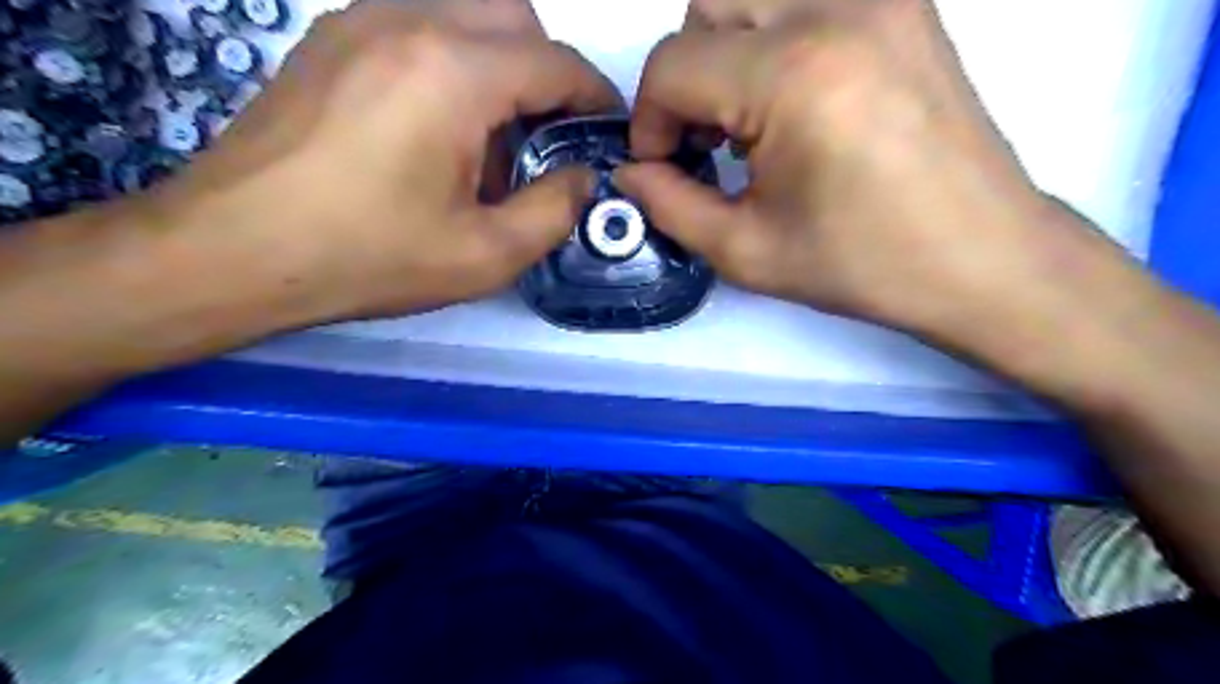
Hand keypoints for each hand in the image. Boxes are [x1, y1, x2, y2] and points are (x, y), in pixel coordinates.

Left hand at [157, 0, 621, 319]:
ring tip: (489, 141)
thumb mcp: (485, 255)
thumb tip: (583, 178)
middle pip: (514, 16)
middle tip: (546, 139)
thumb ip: (555, 211)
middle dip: (547, 73)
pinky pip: (418, 27)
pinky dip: (452, 64)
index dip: (595, 96)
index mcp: (453, 73)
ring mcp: (360, 21)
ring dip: (499, 66)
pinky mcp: (330, 40)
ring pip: (465, 14)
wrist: (234, 250)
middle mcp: (408, 22)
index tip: (607, 131)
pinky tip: (437, 129)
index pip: (556, 62)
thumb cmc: (368, 258)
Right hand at [609, 0, 1123, 337]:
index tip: (666, 167)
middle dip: (686, 77)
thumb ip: (670, 206)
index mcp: (794, 75)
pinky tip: (793, 99)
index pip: (672, 64)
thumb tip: (630, 172)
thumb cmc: (863, 265)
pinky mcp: (904, 3)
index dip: (649, 121)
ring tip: (748, 119)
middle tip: (706, 141)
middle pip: (706, 4)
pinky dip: (775, 36)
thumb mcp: (746, 251)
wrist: (981, 256)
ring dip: (727, 49)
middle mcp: (836, 7)